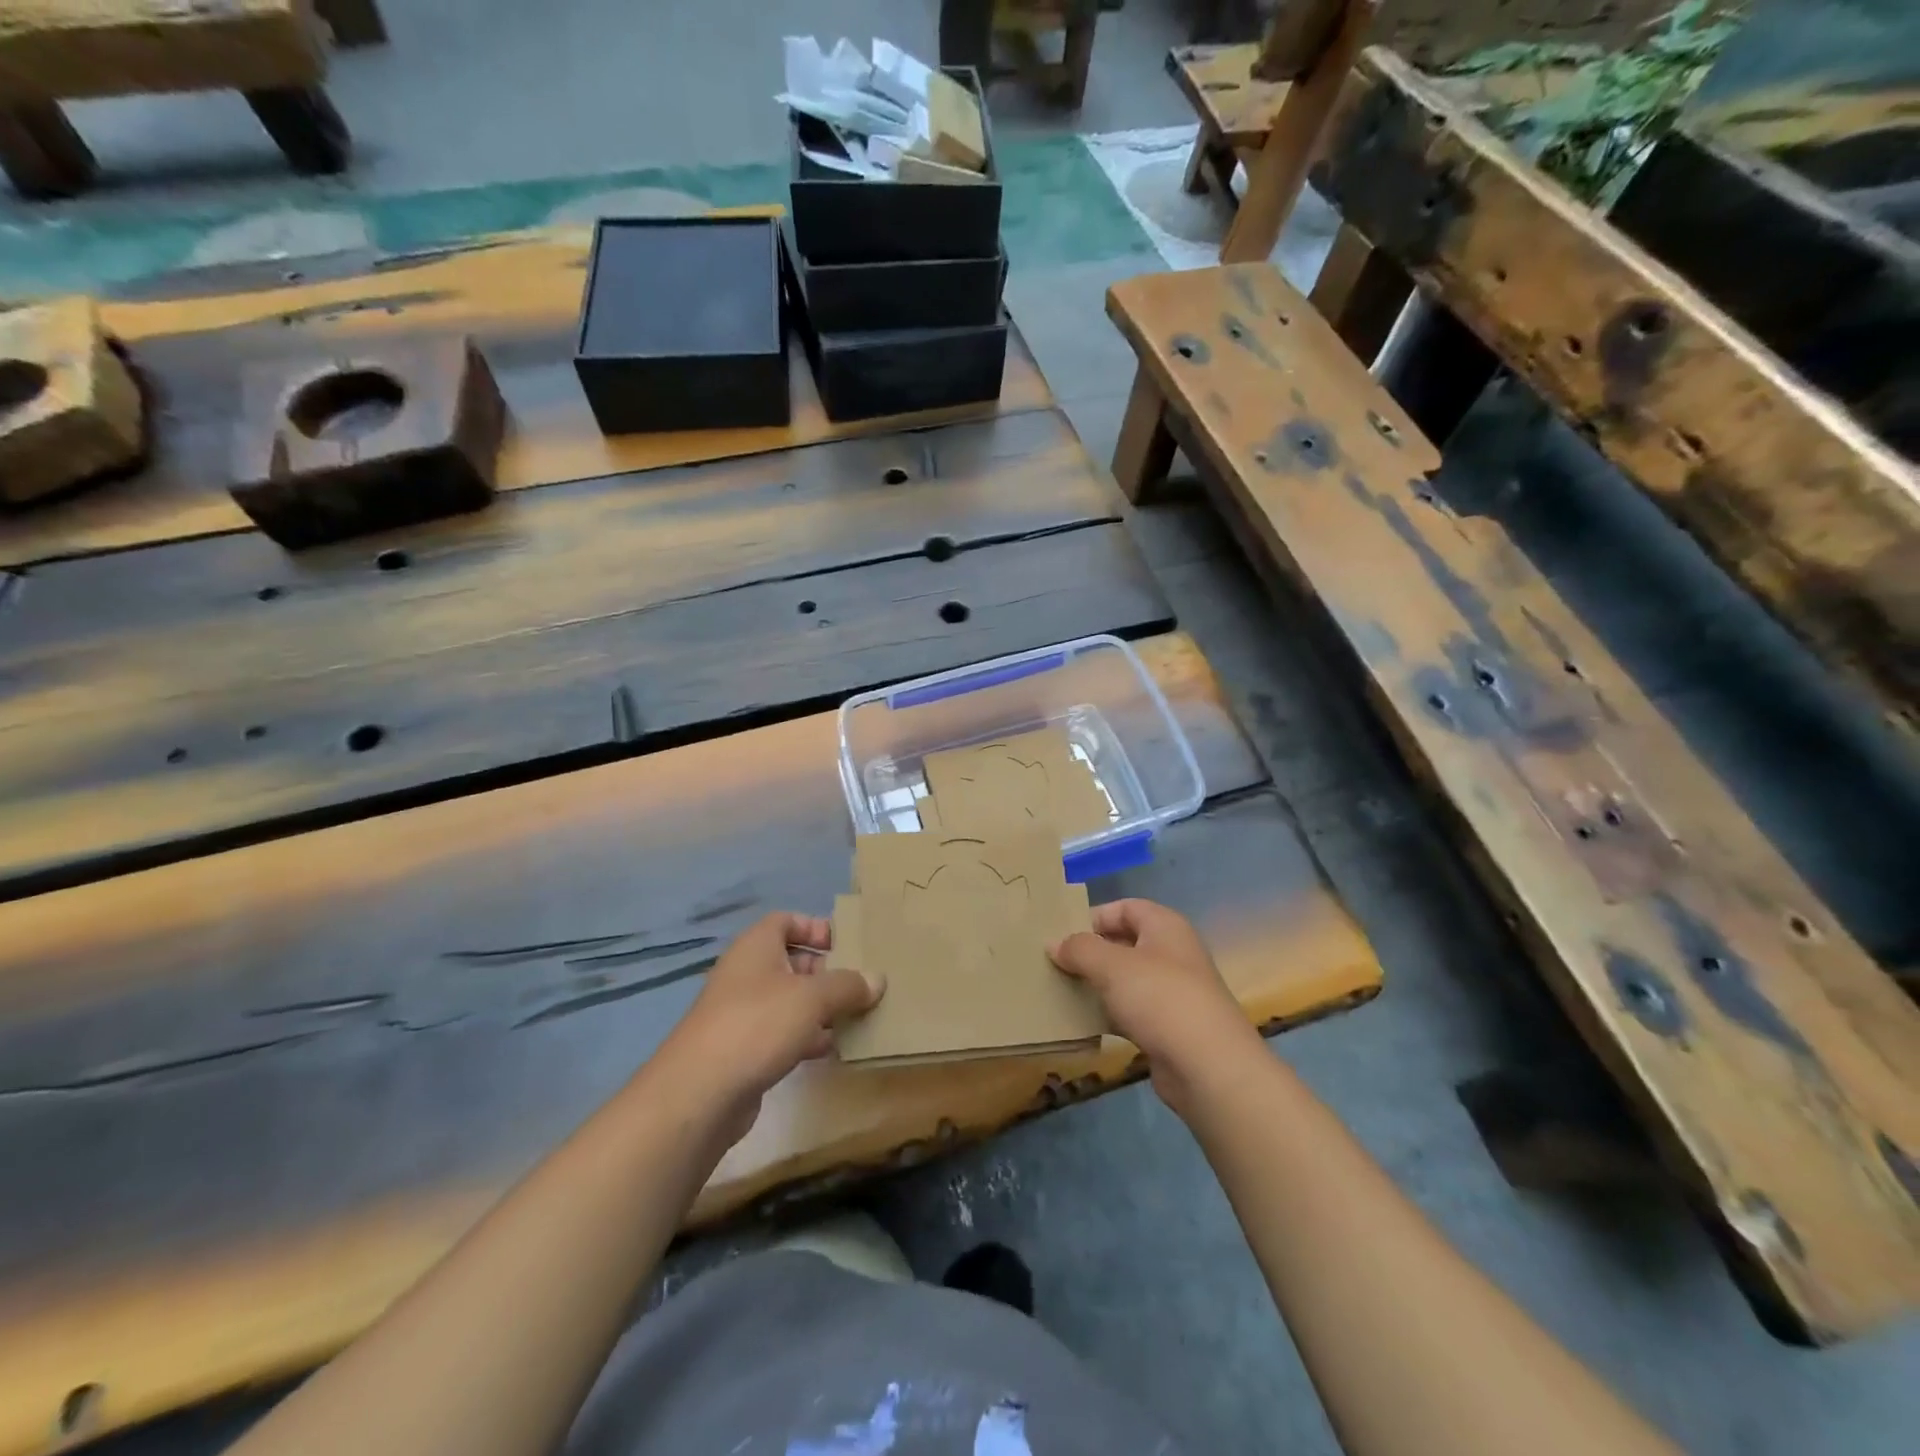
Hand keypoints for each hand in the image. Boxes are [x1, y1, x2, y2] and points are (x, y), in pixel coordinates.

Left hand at [646, 912, 880, 1146]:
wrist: (700, 1093)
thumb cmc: (758, 1024)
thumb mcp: (812, 998)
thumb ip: (847, 986)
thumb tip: (877, 979)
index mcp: (756, 947)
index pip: (785, 921)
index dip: (815, 927)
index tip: (845, 945)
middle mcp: (746, 974)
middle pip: (792, 962)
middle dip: (827, 972)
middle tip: (860, 986)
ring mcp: (742, 1014)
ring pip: (789, 1001)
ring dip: (821, 1009)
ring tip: (857, 1018)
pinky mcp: (743, 1051)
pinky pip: (782, 1034)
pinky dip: (807, 1038)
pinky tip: (833, 1051)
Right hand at [1049, 898, 1261, 1114]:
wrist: (1208, 1067)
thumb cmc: (1160, 999)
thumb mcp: (1111, 966)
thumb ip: (1079, 949)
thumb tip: (1054, 943)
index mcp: (1165, 926)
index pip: (1125, 907)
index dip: (1093, 916)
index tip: (1061, 934)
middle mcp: (1172, 953)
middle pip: (1124, 943)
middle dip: (1090, 952)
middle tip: (1054, 962)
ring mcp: (1173, 992)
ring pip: (1125, 980)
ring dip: (1096, 985)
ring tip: (1059, 990)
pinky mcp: (1168, 1027)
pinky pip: (1130, 1011)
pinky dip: (1108, 1014)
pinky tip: (1082, 1023)